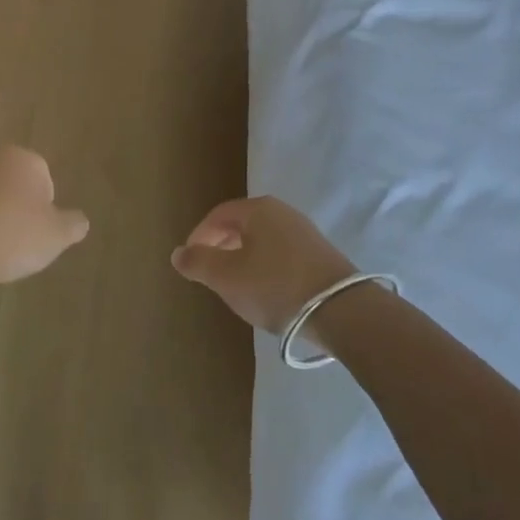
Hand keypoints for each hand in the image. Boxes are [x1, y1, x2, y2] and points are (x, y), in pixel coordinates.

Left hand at [0, 146, 89, 289]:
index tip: (40, 230)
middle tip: (20, 240)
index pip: (44, 177)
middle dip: (18, 208)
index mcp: (24, 159)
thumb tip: (80, 221)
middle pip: (13, 184)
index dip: (45, 206)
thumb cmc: (15, 234)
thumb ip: (73, 224)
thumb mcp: (57, 235)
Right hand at [170, 197, 357, 334]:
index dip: (199, 237)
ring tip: (234, 284)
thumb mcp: (227, 277)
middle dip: (220, 246)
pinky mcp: (319, 255)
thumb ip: (198, 263)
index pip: (217, 215)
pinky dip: (264, 266)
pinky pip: (280, 253)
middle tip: (209, 272)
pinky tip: (265, 290)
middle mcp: (282, 212)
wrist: (341, 310)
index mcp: (258, 209)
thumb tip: (178, 253)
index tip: (190, 262)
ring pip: (261, 240)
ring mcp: (304, 232)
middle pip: (240, 225)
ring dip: (242, 258)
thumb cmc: (275, 286)